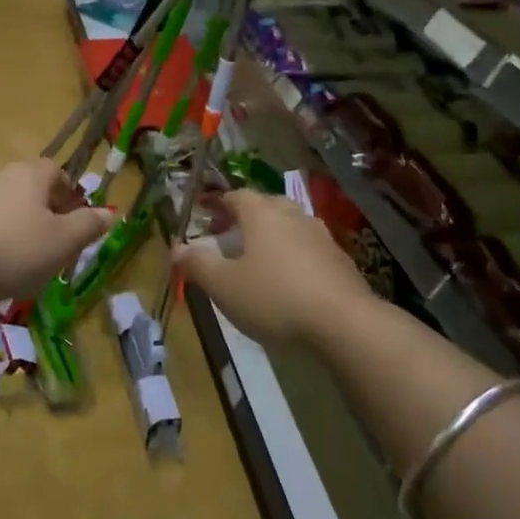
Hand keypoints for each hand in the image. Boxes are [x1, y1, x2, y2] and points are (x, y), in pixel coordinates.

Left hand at [0, 159, 113, 305]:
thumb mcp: (63, 242)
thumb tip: (109, 213)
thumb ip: (89, 225)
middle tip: (55, 248)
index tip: (75, 225)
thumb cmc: (14, 249)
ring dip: (21, 231)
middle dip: (47, 217)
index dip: (71, 197)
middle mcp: (1, 175)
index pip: (58, 172)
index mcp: (31, 174)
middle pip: (33, 190)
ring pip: (9, 209)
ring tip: (25, 264)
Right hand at [175, 189, 374, 349]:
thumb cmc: (274, 298)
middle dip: (247, 215)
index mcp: (262, 214)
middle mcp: (292, 215)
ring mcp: (320, 236)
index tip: (205, 211)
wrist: (343, 322)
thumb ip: (198, 264)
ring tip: (259, 255)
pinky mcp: (340, 260)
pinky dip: (295, 254)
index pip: (236, 196)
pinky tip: (290, 278)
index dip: (218, 202)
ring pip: (291, 224)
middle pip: (266, 205)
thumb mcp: (224, 286)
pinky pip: (309, 248)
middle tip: (230, 232)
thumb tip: (176, 248)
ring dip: (273, 234)